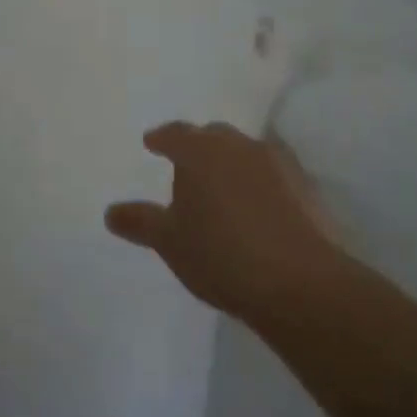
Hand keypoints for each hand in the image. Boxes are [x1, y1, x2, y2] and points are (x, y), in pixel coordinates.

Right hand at [105, 122, 348, 321]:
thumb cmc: (220, 254)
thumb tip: (111, 212)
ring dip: (231, 163)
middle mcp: (239, 147)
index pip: (175, 133)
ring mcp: (278, 164)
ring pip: (246, 152)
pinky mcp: (306, 188)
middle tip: (186, 165)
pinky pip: (272, 174)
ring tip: (220, 187)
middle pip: (213, 136)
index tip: (152, 143)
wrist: (299, 282)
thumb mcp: (169, 241)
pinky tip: (255, 207)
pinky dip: (259, 183)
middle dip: (198, 146)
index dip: (161, 138)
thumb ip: (140, 222)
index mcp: (201, 152)